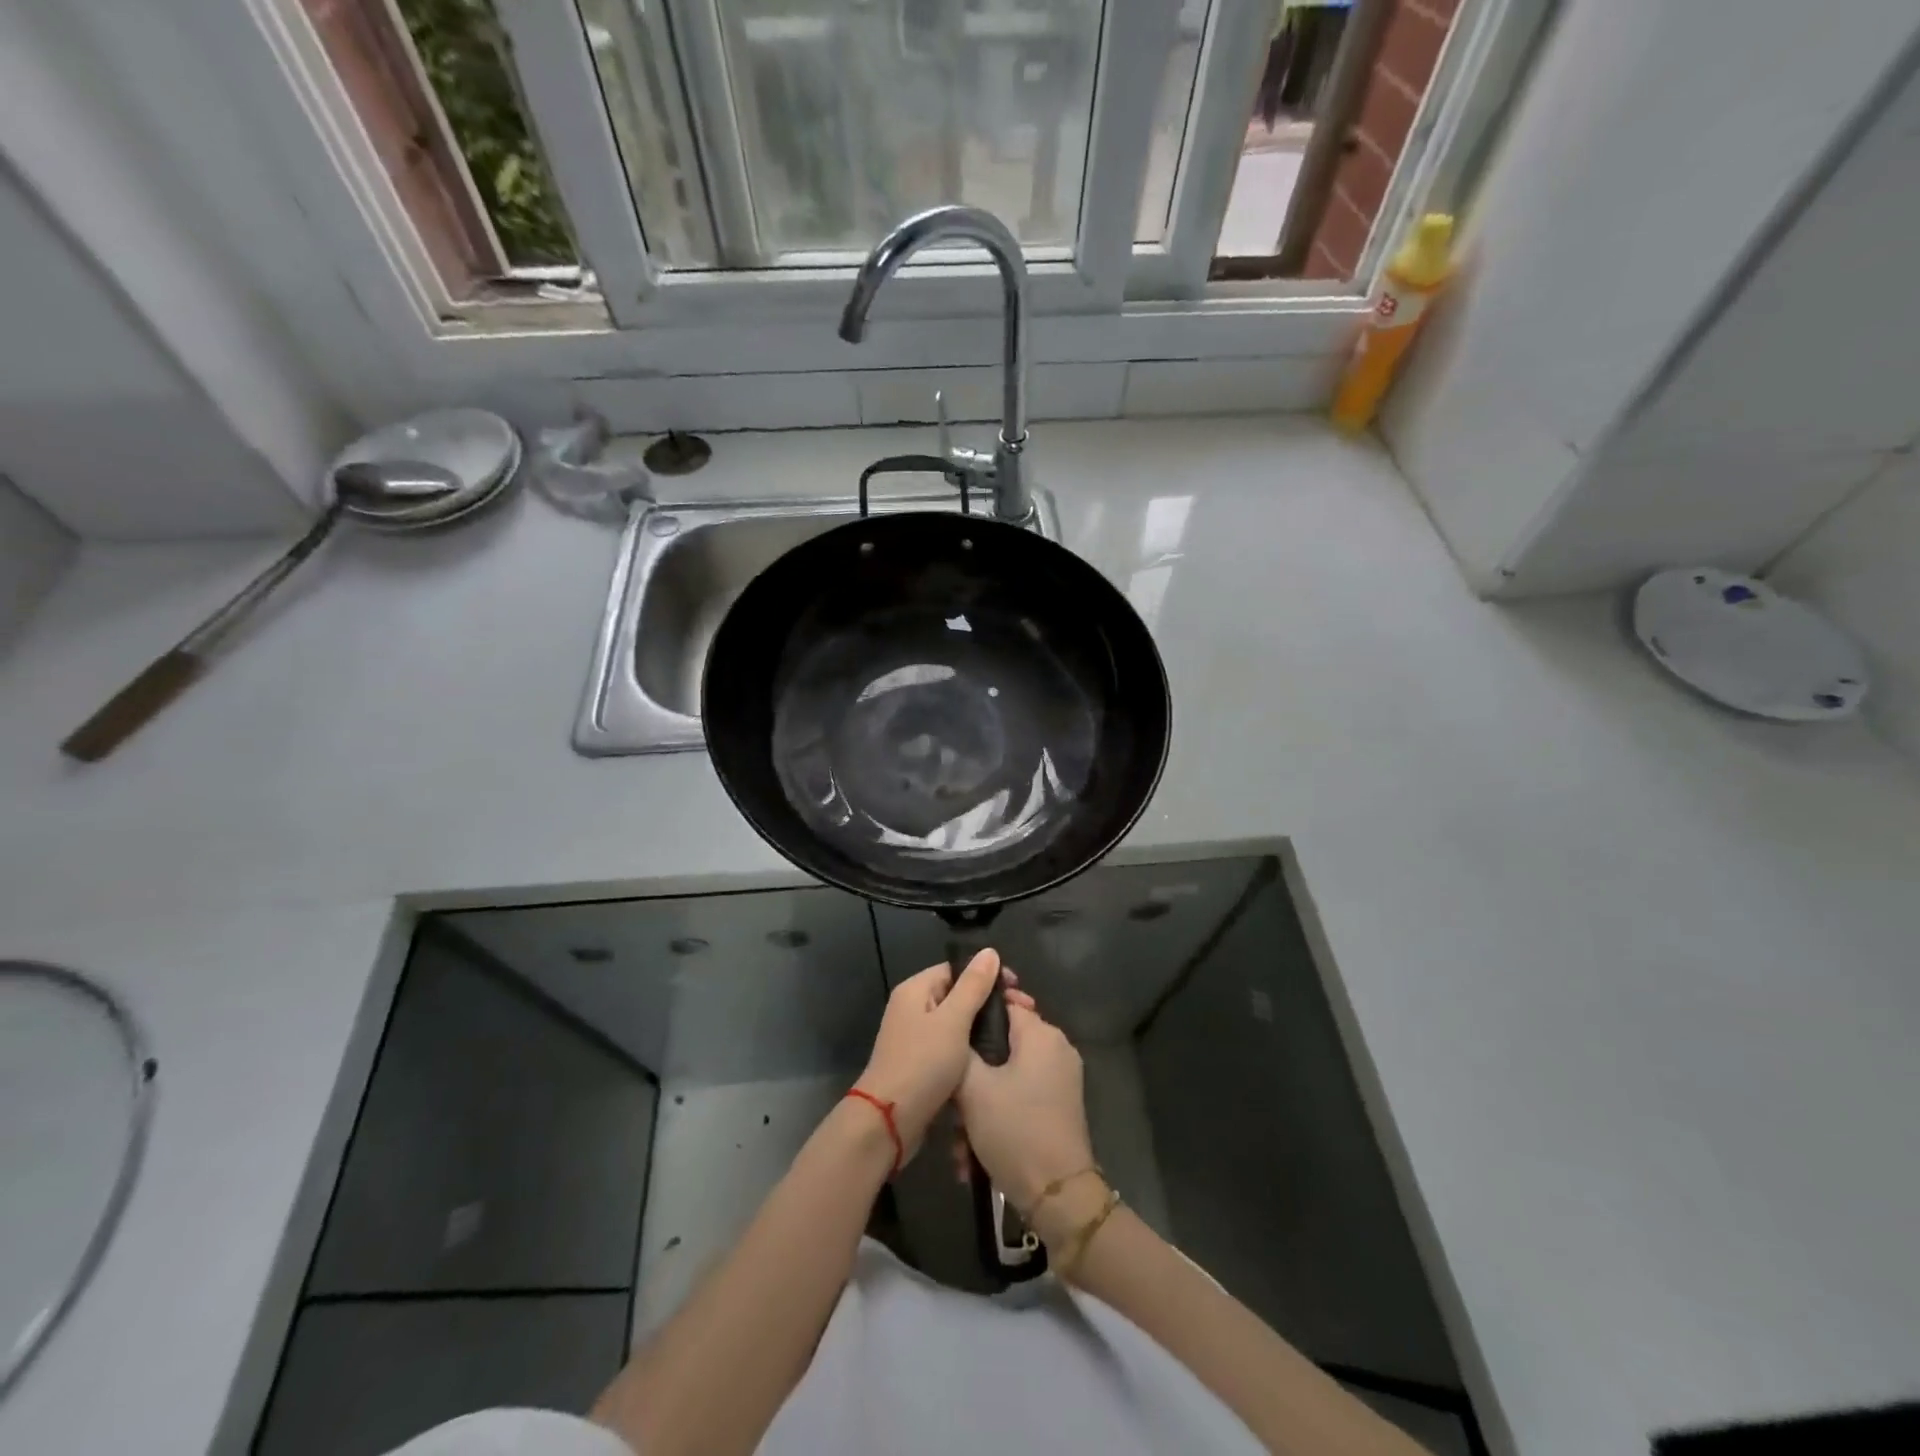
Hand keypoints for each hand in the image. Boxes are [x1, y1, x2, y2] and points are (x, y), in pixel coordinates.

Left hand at [854, 950, 1032, 1161]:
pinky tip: (996, 1058)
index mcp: (915, 990)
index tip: (1017, 989)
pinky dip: (973, 1048)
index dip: (987, 975)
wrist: (889, 1122)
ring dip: (985, 1026)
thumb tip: (989, 951)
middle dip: (991, 1002)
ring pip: (958, 1023)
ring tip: (1016, 1035)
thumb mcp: (953, 1020)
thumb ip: (973, 986)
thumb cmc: (922, 1064)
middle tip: (1024, 1014)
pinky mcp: (922, 1064)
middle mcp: (913, 1008)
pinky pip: (953, 1046)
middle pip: (958, 995)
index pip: (956, 970)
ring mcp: (916, 1038)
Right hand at [955, 1004, 1095, 1221]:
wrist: (1058, 1198)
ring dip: (979, 1106)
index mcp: (1041, 1034)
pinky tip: (973, 1155)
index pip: (1002, 1003)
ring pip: (1006, 1077)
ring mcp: (1060, 1079)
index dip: (972, 1015)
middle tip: (949, 1103)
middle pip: (1001, 1044)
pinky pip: (1019, 1097)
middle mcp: (1056, 1049)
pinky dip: (997, 1117)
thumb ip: (960, 1049)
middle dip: (972, 1075)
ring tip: (959, 1142)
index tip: (946, 1036)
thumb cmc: (1014, 1130)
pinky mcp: (1059, 1107)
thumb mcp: (974, 1088)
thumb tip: (955, 1028)